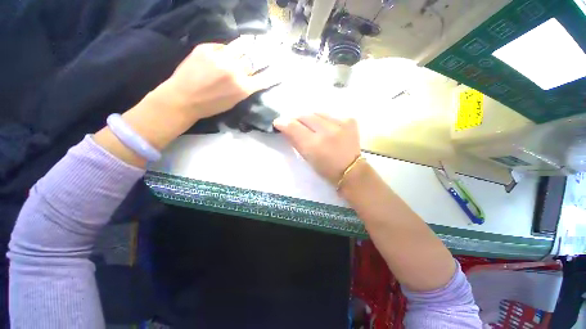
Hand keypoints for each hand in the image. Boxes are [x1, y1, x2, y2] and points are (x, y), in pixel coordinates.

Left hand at [161, 38, 277, 120]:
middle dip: (265, 53)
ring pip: (241, 46)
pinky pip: (222, 45)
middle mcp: (235, 71)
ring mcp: (221, 57)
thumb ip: (244, 88)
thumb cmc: (210, 105)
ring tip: (256, 39)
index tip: (282, 70)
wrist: (183, 98)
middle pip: (255, 58)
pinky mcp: (206, 48)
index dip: (274, 74)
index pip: (264, 78)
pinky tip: (226, 51)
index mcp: (243, 88)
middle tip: (273, 46)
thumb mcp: (233, 102)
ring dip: (250, 43)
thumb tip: (250, 75)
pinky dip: (226, 49)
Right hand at [274, 114, 360, 185]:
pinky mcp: (349, 120)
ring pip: (317, 112)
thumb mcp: (307, 158)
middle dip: (297, 119)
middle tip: (295, 125)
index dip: (283, 122)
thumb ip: (295, 141)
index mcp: (314, 145)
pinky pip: (330, 114)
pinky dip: (324, 120)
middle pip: (305, 115)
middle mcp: (327, 131)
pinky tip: (327, 128)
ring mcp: (341, 123)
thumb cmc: (325, 169)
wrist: (351, 170)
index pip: (293, 126)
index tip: (278, 122)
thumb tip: (284, 126)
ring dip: (311, 118)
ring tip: (312, 127)